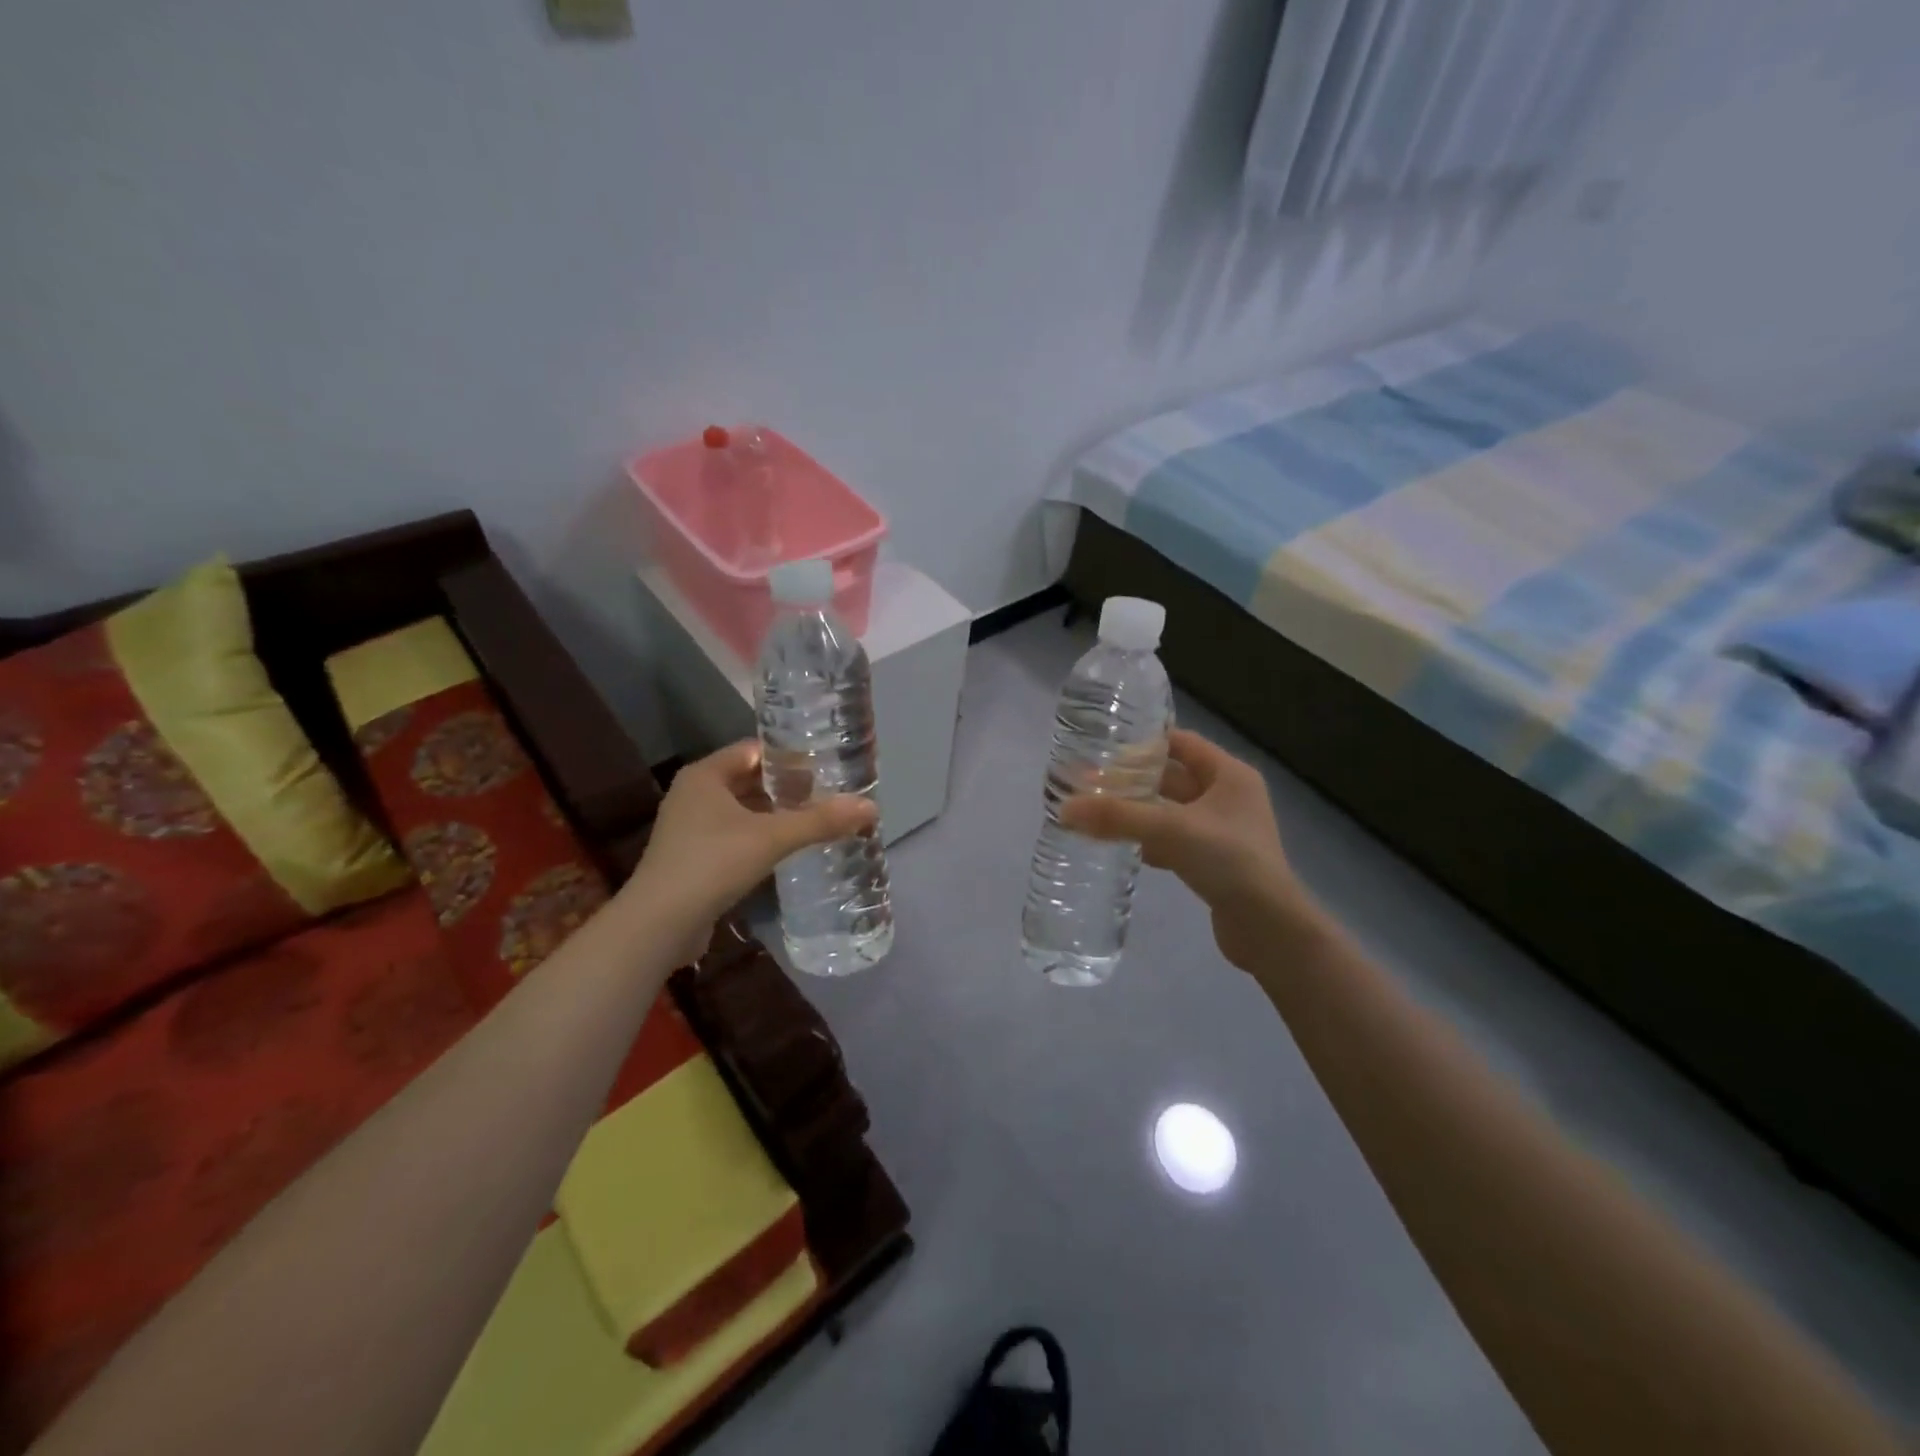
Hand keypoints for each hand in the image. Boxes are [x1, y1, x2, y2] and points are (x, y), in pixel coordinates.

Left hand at [624, 741, 877, 963]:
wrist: (660, 924)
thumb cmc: (713, 864)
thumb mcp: (772, 838)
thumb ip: (821, 821)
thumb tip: (871, 807)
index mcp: (705, 775)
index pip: (754, 751)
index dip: (790, 756)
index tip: (826, 766)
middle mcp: (694, 794)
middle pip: (749, 780)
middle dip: (787, 787)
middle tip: (828, 793)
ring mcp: (690, 827)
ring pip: (742, 810)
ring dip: (775, 814)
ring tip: (816, 819)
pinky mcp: (693, 856)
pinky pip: (734, 835)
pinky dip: (760, 837)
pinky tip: (788, 848)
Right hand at [1061, 729, 1320, 969]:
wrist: (1270, 928)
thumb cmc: (1229, 861)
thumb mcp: (1170, 830)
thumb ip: (1117, 817)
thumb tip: (1064, 809)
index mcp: (1230, 775)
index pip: (1181, 743)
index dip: (1145, 743)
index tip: (1105, 748)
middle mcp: (1229, 797)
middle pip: (1173, 778)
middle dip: (1134, 781)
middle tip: (1092, 784)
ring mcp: (1224, 832)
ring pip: (1171, 812)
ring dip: (1139, 813)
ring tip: (1098, 813)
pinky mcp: (1216, 862)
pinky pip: (1175, 842)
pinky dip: (1150, 842)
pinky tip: (1124, 849)